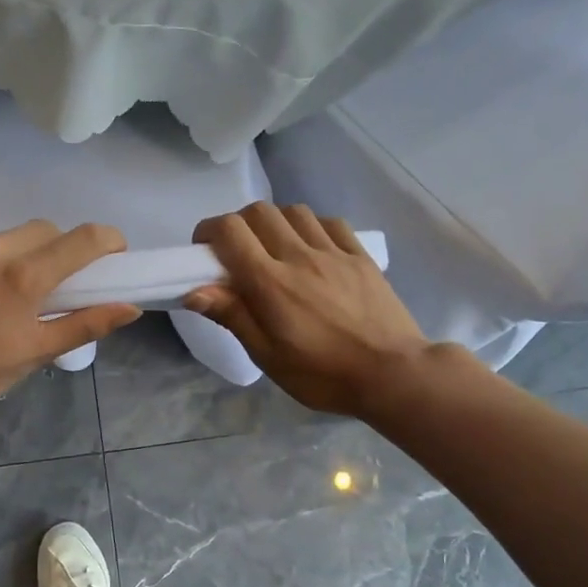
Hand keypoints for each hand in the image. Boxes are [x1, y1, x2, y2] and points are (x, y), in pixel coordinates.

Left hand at [0, 220, 140, 417]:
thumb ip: (86, 324)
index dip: (108, 241)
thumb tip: (130, 307)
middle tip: (58, 281)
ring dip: (19, 254)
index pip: (83, 238)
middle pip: (45, 230)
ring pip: (6, 237)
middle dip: (61, 248)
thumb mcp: (37, 351)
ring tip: (7, 291)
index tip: (113, 256)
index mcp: (25, 276)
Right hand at [185, 203, 452, 416]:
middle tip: (236, 252)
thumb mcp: (268, 356)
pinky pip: (329, 223)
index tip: (203, 251)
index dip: (208, 231)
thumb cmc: (323, 374)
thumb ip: (233, 316)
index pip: (230, 231)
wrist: (393, 374)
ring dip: (274, 222)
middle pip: (259, 212)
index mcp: (270, 282)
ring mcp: (333, 252)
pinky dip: (310, 227)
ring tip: (273, 249)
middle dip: (238, 224)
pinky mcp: (360, 256)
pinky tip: (311, 249)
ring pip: (294, 211)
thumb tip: (194, 291)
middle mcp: (299, 256)